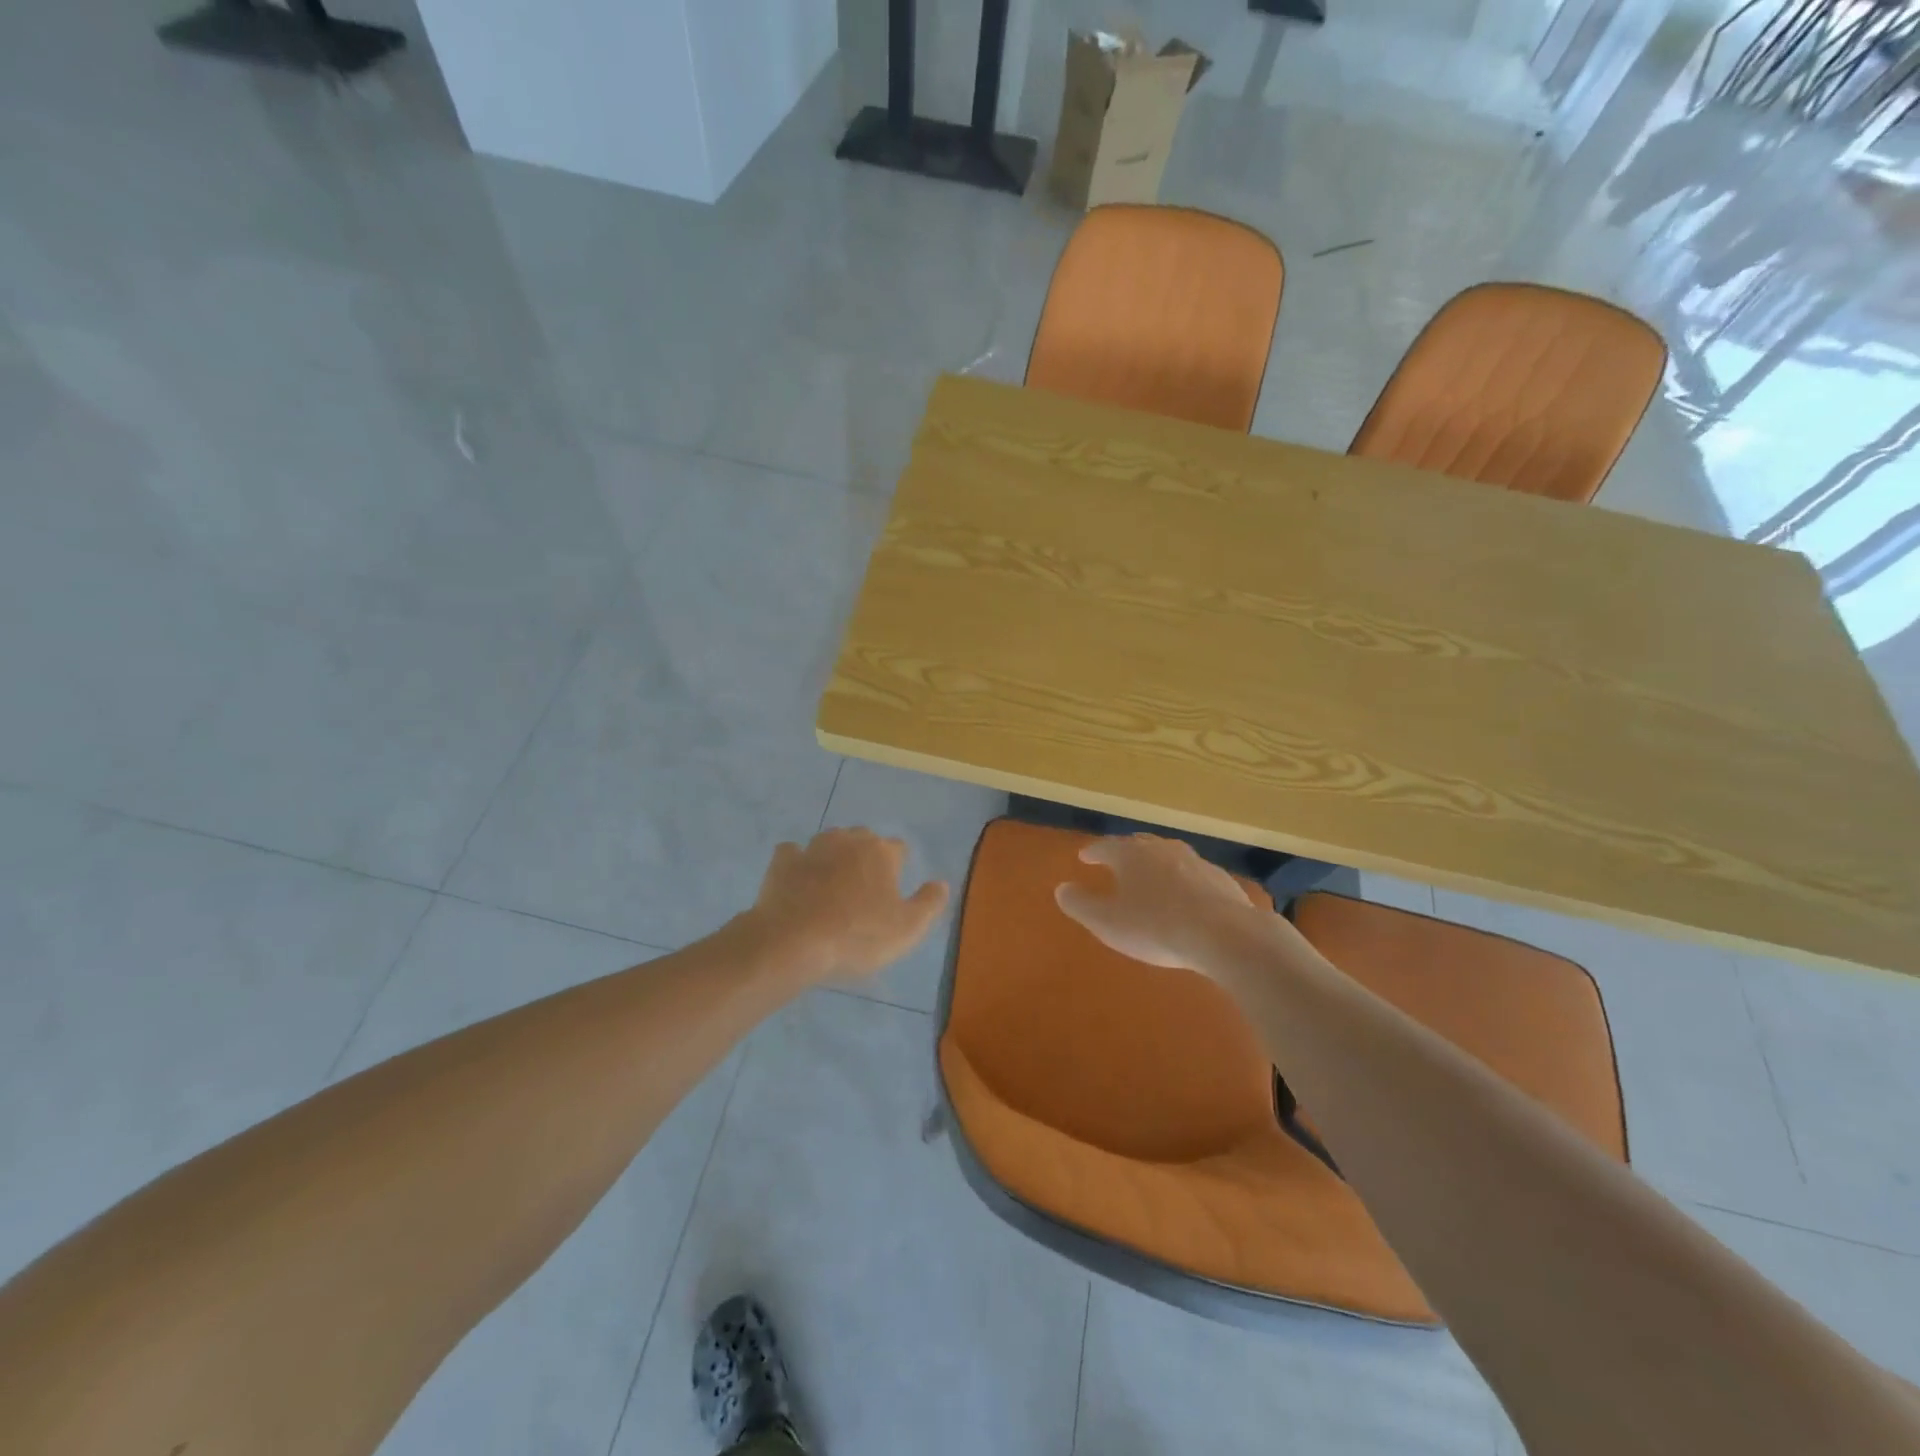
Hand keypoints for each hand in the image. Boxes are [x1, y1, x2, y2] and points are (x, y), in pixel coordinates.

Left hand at [745, 828, 949, 984]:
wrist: (793, 942)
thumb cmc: (858, 936)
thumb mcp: (908, 929)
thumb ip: (929, 903)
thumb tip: (941, 883)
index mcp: (881, 852)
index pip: (898, 848)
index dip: (898, 867)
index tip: (893, 891)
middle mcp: (848, 840)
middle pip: (863, 839)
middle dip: (866, 856)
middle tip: (864, 888)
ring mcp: (812, 848)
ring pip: (829, 842)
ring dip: (833, 856)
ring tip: (832, 884)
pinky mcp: (782, 862)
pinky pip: (793, 853)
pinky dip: (797, 863)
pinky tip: (798, 881)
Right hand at [1054, 835, 1269, 974]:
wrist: (1223, 934)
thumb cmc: (1155, 927)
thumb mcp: (1107, 922)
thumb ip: (1080, 905)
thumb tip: (1062, 889)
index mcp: (1130, 855)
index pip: (1106, 847)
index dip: (1093, 852)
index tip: (1085, 857)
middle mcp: (1161, 849)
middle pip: (1139, 844)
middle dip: (1125, 851)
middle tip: (1117, 858)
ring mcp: (1194, 860)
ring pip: (1168, 855)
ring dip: (1156, 862)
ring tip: (1151, 875)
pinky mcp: (1219, 878)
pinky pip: (1193, 873)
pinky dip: (1182, 879)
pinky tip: (1185, 895)